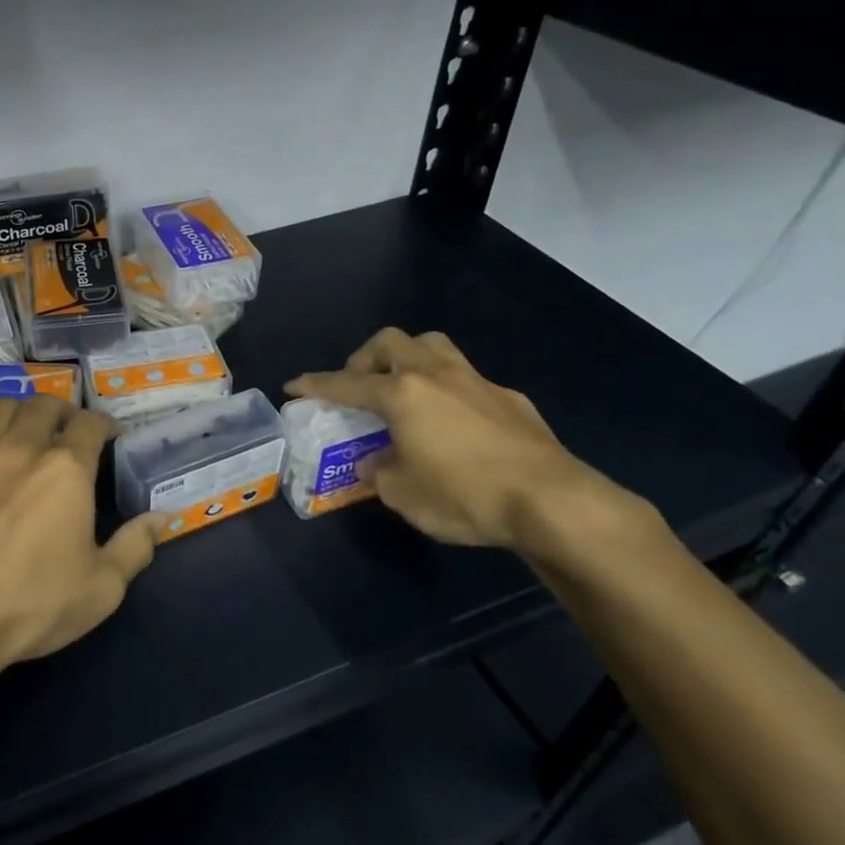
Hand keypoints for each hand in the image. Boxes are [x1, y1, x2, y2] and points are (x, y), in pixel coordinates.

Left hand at [0, 395, 162, 691]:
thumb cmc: (31, 605)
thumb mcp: (102, 588)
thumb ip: (135, 547)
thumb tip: (160, 518)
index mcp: (65, 469)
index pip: (89, 423)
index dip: (103, 424)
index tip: (109, 435)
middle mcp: (19, 449)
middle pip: (43, 405)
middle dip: (63, 411)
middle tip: (69, 432)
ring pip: (0, 410)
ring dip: (22, 414)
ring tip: (28, 435)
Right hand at [286, 328, 612, 550]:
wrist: (551, 501)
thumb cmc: (463, 495)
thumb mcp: (403, 493)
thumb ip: (379, 472)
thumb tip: (374, 462)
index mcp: (401, 394)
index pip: (346, 383)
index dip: (315, 385)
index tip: (294, 386)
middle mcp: (435, 375)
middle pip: (391, 342)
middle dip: (365, 357)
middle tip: (358, 384)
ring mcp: (476, 382)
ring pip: (433, 347)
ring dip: (408, 359)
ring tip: (402, 390)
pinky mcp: (509, 398)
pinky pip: (466, 379)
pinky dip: (446, 389)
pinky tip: (452, 422)